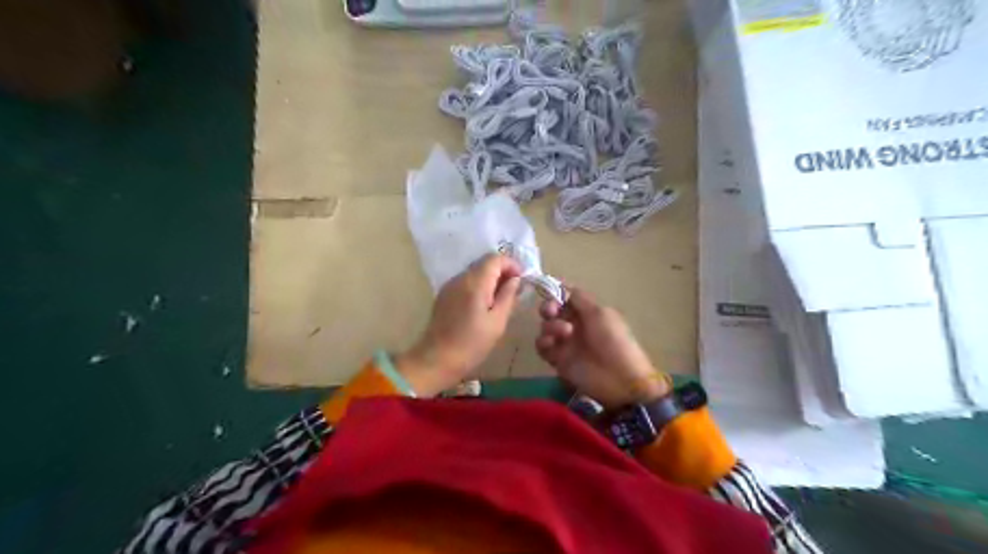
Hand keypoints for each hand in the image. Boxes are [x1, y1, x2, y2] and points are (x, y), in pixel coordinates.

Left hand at [396, 255, 523, 397]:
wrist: (436, 360)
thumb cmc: (471, 344)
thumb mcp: (497, 322)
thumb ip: (508, 296)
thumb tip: (515, 280)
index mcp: (475, 283)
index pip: (495, 259)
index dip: (511, 264)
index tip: (522, 279)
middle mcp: (460, 278)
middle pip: (484, 263)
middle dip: (502, 271)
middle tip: (515, 289)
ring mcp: (450, 286)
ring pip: (475, 272)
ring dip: (490, 278)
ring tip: (501, 298)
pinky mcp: (444, 295)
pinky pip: (466, 282)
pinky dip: (479, 285)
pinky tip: (484, 304)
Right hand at [537, 287, 667, 408]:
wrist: (618, 378)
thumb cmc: (613, 340)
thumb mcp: (600, 313)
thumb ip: (579, 298)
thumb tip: (563, 285)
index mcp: (588, 311)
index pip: (567, 296)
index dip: (557, 291)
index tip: (550, 290)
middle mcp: (574, 324)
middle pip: (552, 310)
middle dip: (548, 307)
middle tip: (551, 311)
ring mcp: (565, 342)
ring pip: (546, 327)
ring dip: (551, 326)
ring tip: (564, 333)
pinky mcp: (557, 359)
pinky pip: (542, 346)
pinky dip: (544, 342)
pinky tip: (552, 344)